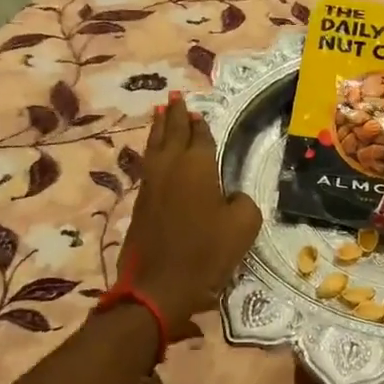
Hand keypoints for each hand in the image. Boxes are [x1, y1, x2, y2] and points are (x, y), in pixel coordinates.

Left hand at [118, 92, 262, 331]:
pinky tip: (155, 153)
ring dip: (160, 128)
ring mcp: (151, 184)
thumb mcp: (242, 227)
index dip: (200, 124)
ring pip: (155, 146)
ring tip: (161, 113)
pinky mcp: (140, 203)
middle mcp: (171, 166)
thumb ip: (243, 203)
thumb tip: (232, 197)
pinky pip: (148, 164)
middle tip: (175, 97)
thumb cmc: (205, 253)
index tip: (198, 110)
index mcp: (198, 166)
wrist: (158, 286)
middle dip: (176, 114)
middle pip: (172, 132)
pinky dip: (153, 150)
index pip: (200, 136)